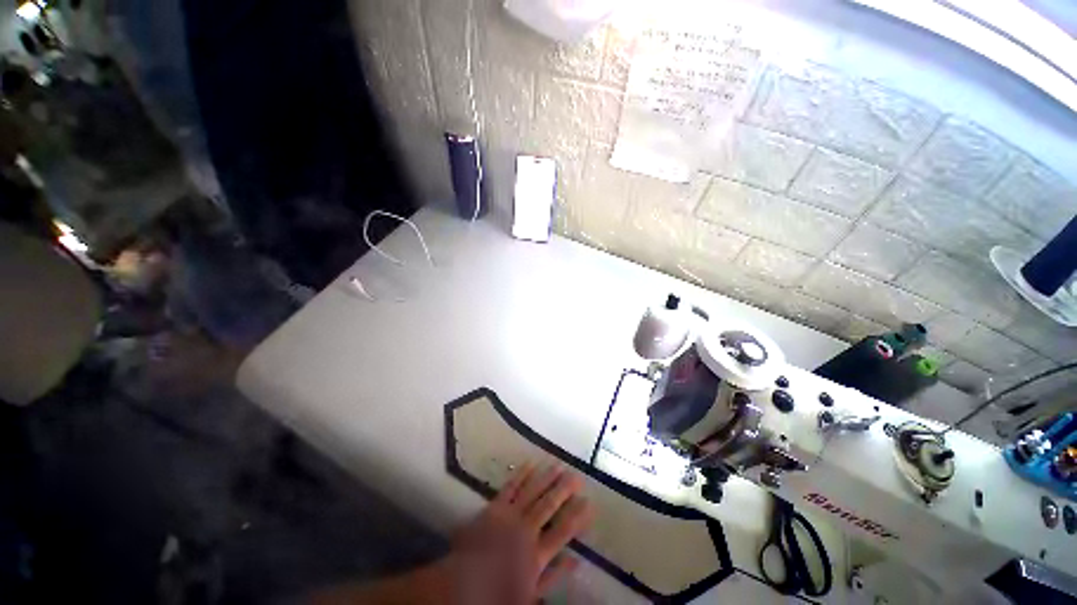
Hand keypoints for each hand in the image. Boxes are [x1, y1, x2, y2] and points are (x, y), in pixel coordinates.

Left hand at [448, 463, 594, 604]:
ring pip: (533, 491)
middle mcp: (526, 529)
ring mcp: (509, 515)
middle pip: (549, 505)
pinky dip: (521, 474)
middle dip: (565, 490)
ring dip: (546, 477)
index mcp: (537, 554)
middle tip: (577, 476)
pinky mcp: (495, 507)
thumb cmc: (497, 594)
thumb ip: (553, 577)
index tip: (590, 502)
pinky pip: (510, 487)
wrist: (461, 585)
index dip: (578, 516)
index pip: (563, 531)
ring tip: (559, 464)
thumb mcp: (531, 594)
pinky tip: (530, 464)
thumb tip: (575, 561)